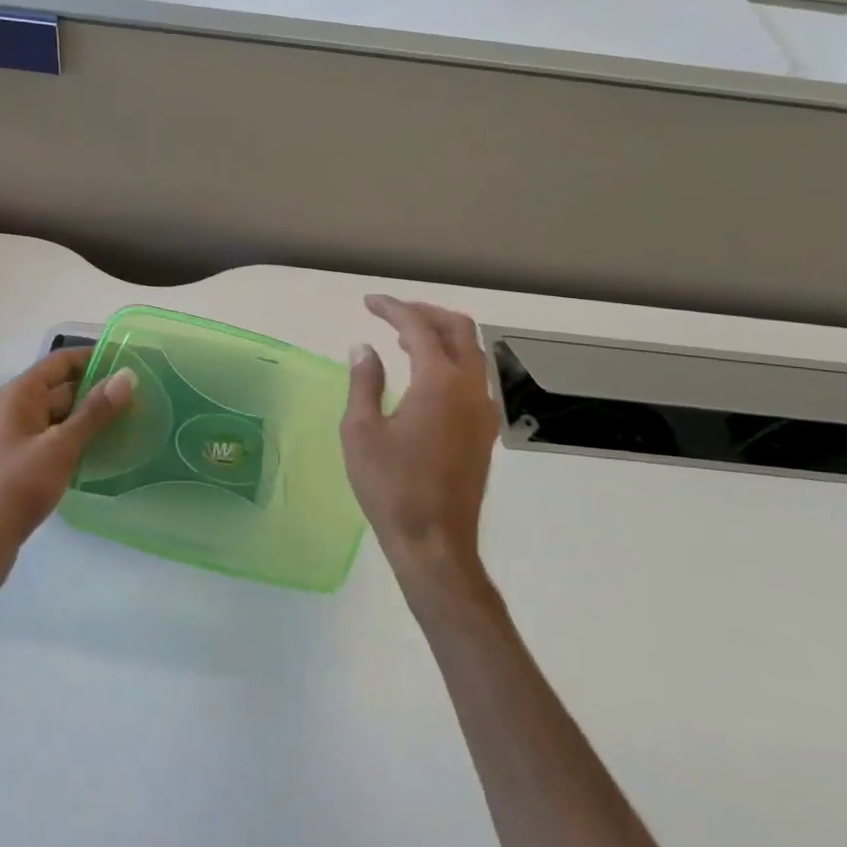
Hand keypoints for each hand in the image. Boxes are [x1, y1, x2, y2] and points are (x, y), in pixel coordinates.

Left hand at [0, 348, 134, 585]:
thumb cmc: (16, 487)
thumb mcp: (60, 446)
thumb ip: (95, 411)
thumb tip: (127, 376)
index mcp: (19, 394)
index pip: (61, 361)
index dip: (95, 358)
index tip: (132, 363)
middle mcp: (15, 409)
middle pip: (63, 388)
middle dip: (99, 391)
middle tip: (142, 399)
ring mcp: (17, 438)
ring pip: (61, 417)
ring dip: (92, 419)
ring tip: (133, 424)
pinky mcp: (22, 464)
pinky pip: (56, 441)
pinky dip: (79, 442)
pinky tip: (107, 453)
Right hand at [341, 295, 502, 584]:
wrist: (435, 542)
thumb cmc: (391, 487)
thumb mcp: (361, 432)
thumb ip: (364, 382)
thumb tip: (364, 348)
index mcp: (439, 382)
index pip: (419, 327)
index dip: (393, 308)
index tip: (369, 303)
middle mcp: (470, 387)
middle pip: (458, 329)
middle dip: (425, 312)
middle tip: (392, 314)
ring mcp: (483, 410)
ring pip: (471, 352)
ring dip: (441, 335)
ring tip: (405, 339)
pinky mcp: (484, 430)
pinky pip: (474, 376)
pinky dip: (451, 360)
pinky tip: (424, 375)